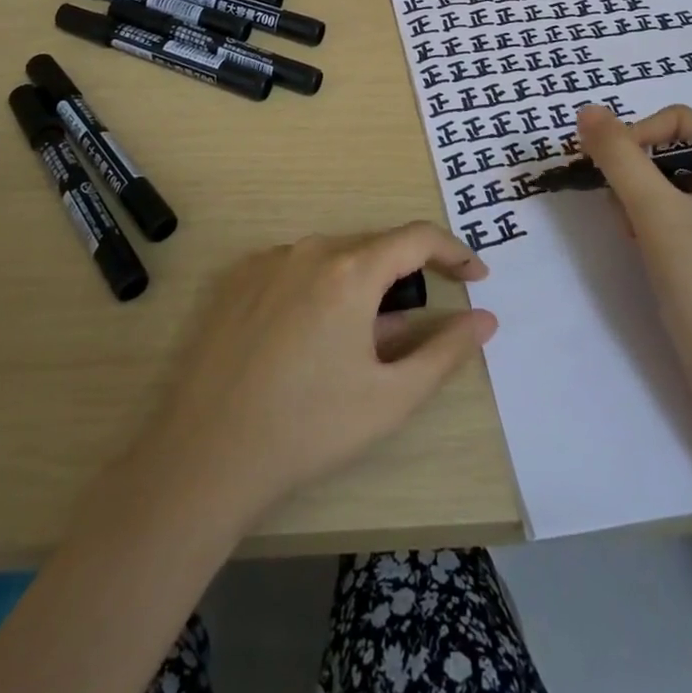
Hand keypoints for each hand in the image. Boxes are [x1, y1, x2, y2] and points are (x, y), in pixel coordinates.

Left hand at [139, 223, 497, 523]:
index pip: (417, 238)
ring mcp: (268, 261)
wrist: (206, 454)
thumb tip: (485, 319)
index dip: (454, 251)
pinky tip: (309, 340)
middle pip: (374, 248)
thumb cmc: (309, 427)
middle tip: (415, 326)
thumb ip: (445, 352)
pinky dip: (320, 289)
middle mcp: (309, 250)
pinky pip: (296, 269)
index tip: (476, 277)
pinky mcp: (238, 279)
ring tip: (360, 342)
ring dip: (361, 286)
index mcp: (350, 271)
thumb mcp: (390, 397)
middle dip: (406, 277)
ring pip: (334, 259)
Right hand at [575, 104, 691, 412]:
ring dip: (637, 201)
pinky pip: (673, 213)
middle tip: (621, 210)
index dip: (635, 135)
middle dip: (635, 176)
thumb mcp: (654, 211)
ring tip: (634, 235)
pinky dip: (649, 223)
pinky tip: (643, 249)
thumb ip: (618, 156)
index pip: (677, 122)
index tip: (604, 167)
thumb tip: (586, 109)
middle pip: (669, 152)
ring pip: (665, 184)